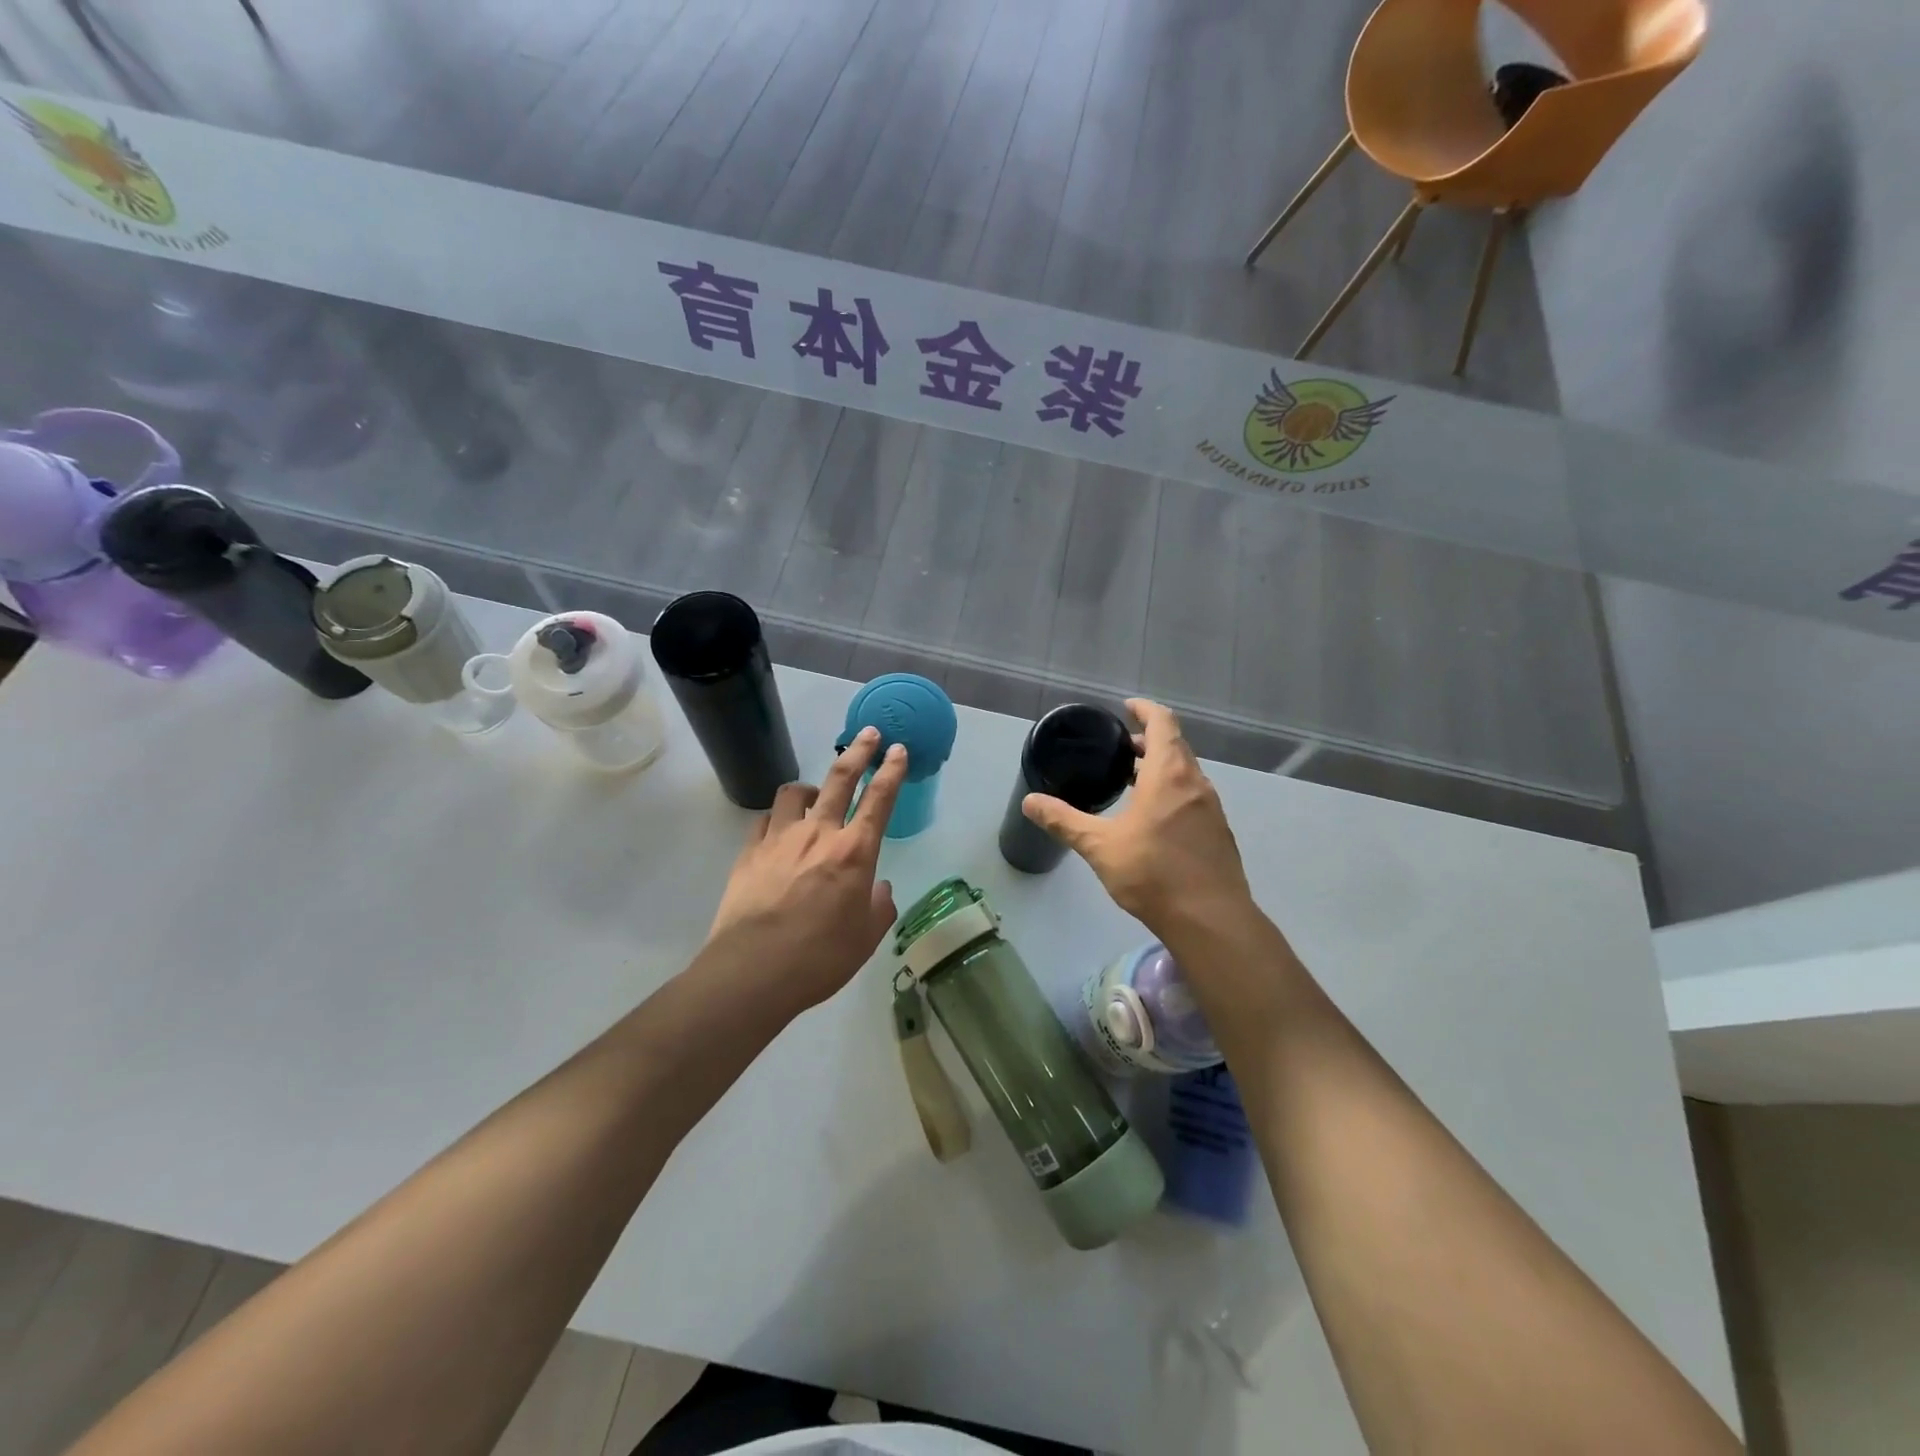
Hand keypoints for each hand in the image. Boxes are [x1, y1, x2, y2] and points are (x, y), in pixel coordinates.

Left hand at [704, 727, 907, 1012]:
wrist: (753, 971)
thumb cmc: (820, 957)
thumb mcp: (866, 937)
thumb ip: (879, 906)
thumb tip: (878, 888)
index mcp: (854, 852)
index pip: (880, 799)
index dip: (892, 771)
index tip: (897, 749)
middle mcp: (819, 834)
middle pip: (840, 779)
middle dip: (858, 752)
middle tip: (869, 734)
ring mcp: (780, 839)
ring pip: (796, 793)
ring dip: (810, 790)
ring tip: (815, 800)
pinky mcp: (749, 852)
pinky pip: (766, 821)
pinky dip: (778, 820)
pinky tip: (779, 833)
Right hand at [1022, 699, 1253, 940]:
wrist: (1210, 920)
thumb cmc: (1153, 874)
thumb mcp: (1100, 846)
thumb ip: (1064, 821)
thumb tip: (1030, 802)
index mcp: (1169, 775)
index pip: (1163, 723)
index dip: (1145, 710)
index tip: (1126, 708)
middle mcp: (1196, 784)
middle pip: (1176, 746)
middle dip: (1149, 741)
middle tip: (1121, 749)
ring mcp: (1212, 808)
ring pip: (1186, 773)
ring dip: (1161, 768)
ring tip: (1132, 781)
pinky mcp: (1218, 832)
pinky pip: (1193, 796)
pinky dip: (1173, 791)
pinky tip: (1153, 818)